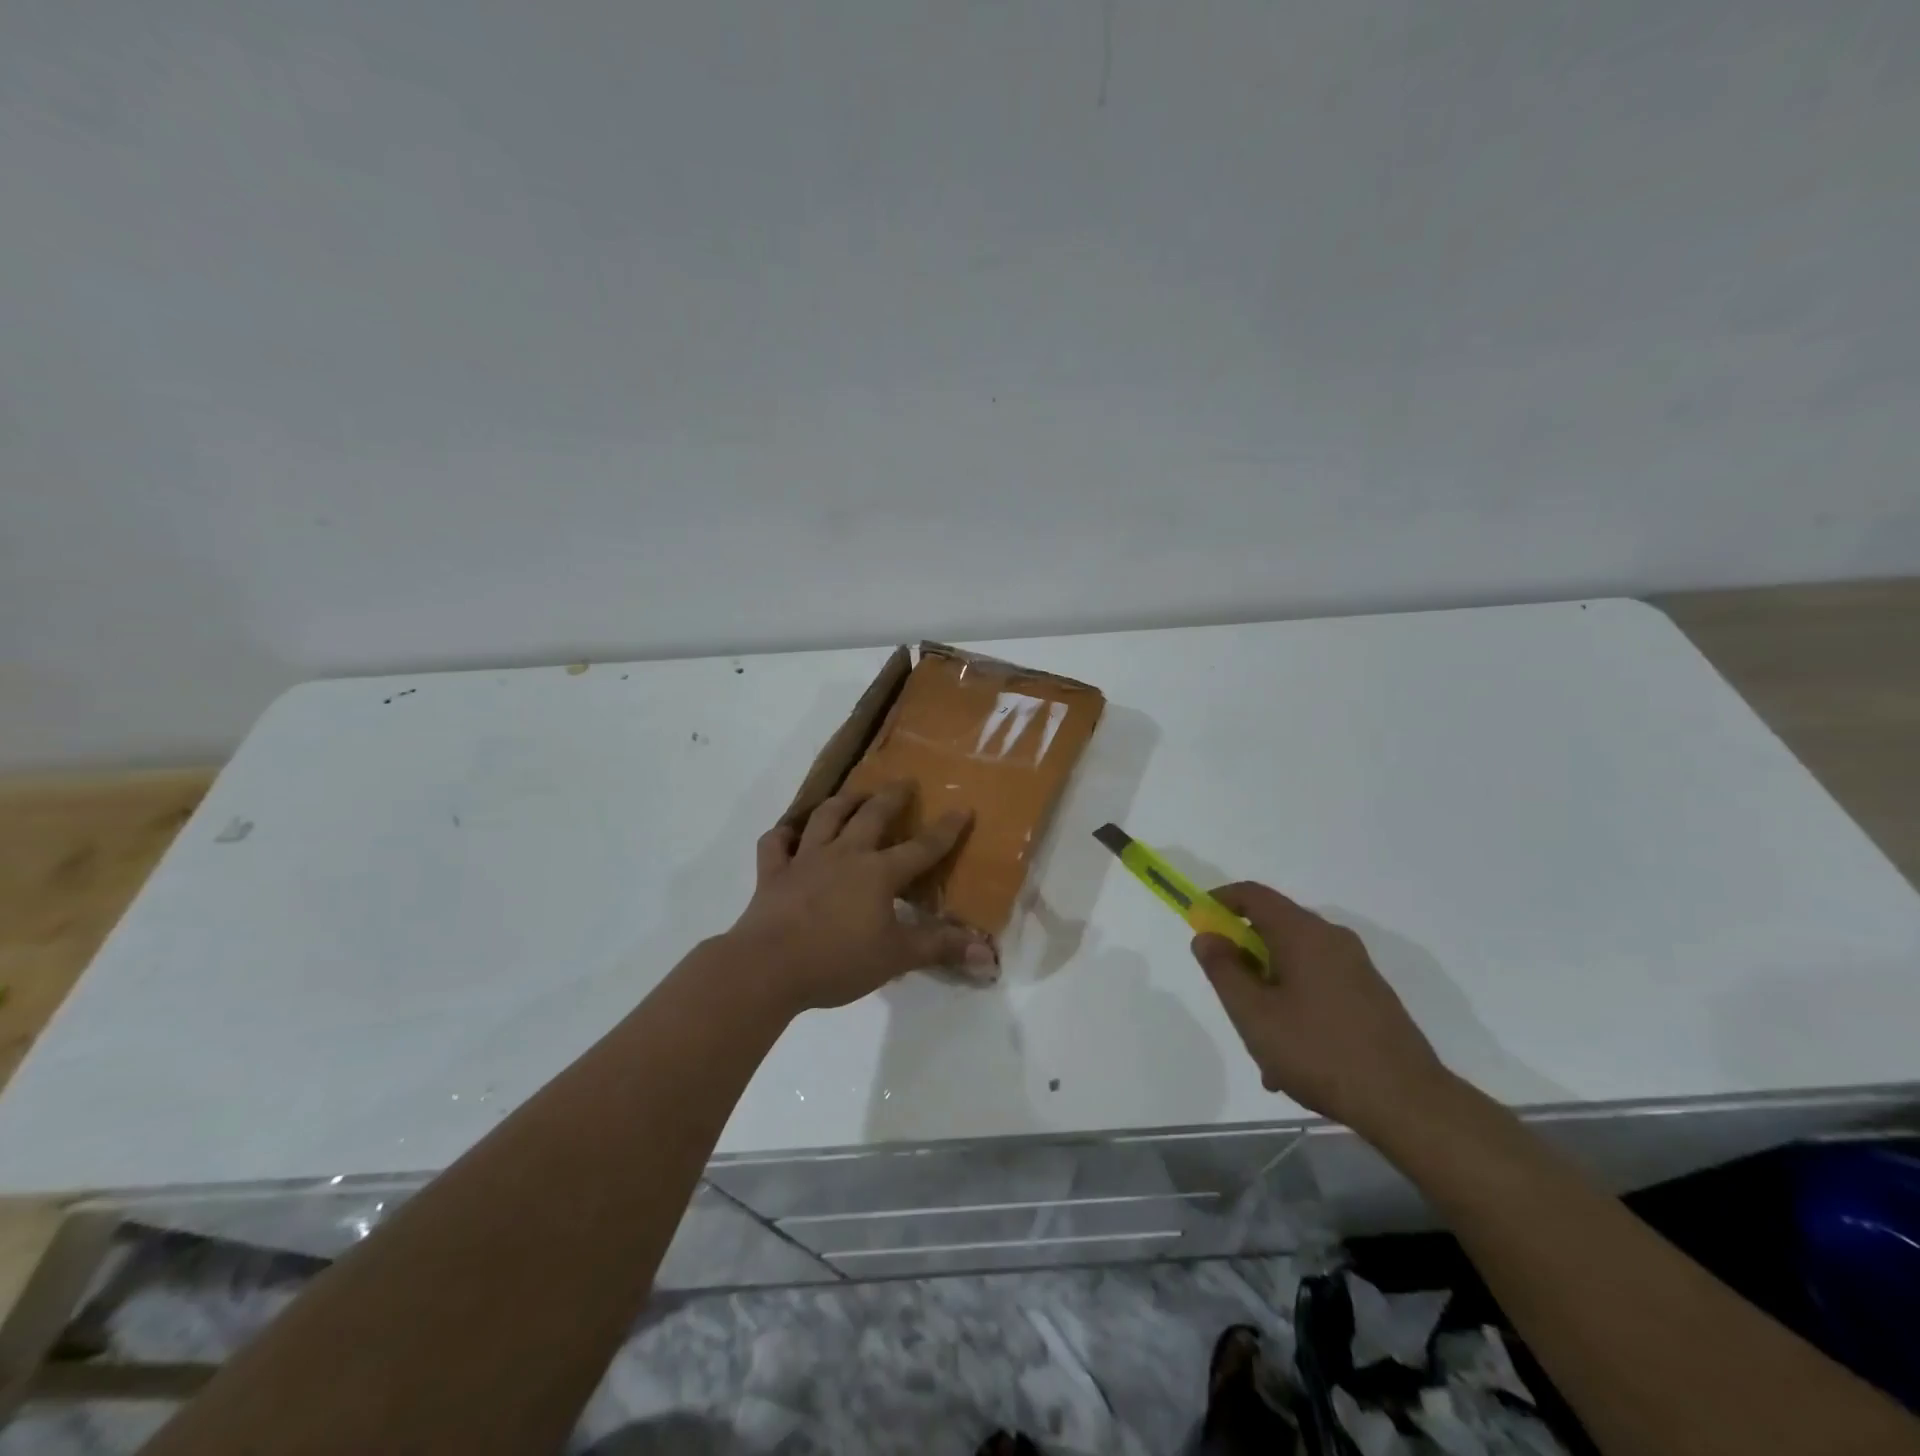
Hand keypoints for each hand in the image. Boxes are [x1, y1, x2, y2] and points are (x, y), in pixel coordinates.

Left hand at [725, 781, 997, 1010]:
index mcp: (878, 873)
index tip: (962, 808)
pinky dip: (782, 835)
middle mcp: (844, 854)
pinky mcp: (772, 873)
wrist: (768, 968)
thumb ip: (940, 948)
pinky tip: (789, 834)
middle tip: (904, 782)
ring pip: (825, 818)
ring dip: (842, 802)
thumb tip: (988, 954)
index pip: (921, 848)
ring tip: (854, 794)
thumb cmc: (838, 961)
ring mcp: (804, 860)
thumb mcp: (896, 957)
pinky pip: (775, 844)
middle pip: (872, 816)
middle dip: (891, 797)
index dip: (945, 830)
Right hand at [1190, 882, 1449, 1135]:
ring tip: (1260, 1045)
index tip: (1198, 921)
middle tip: (1228, 995)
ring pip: (1295, 964)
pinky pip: (1318, 986)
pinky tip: (1292, 1058)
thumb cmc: (1318, 1051)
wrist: (1407, 1102)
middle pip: (1275, 929)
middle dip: (1244, 957)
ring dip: (1268, 990)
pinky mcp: (1371, 996)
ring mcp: (1357, 968)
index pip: (1253, 895)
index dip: (1220, 900)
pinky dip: (1295, 1005)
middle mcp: (1332, 940)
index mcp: (1303, 934)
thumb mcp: (1253, 1014)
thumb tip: (1207, 935)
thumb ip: (1223, 969)